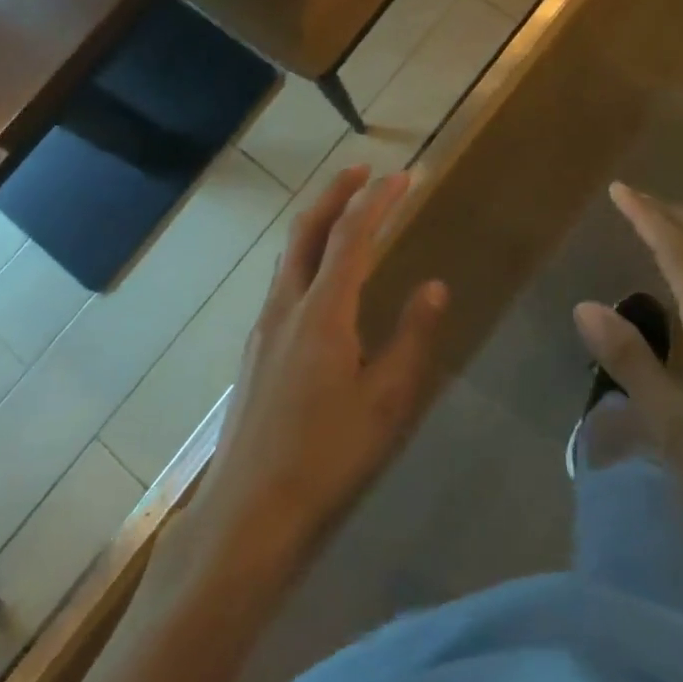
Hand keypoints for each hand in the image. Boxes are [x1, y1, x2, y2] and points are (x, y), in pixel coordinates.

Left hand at [182, 167, 451, 578]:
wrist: (247, 511)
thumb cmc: (327, 457)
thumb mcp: (387, 402)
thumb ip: (412, 338)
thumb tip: (434, 287)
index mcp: (323, 313)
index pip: (352, 236)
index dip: (379, 200)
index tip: (404, 177)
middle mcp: (287, 306)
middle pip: (307, 229)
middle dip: (335, 193)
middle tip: (363, 170)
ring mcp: (264, 326)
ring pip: (289, 253)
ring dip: (317, 221)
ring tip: (345, 211)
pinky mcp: (255, 348)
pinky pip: (283, 280)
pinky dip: (306, 254)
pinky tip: (321, 276)